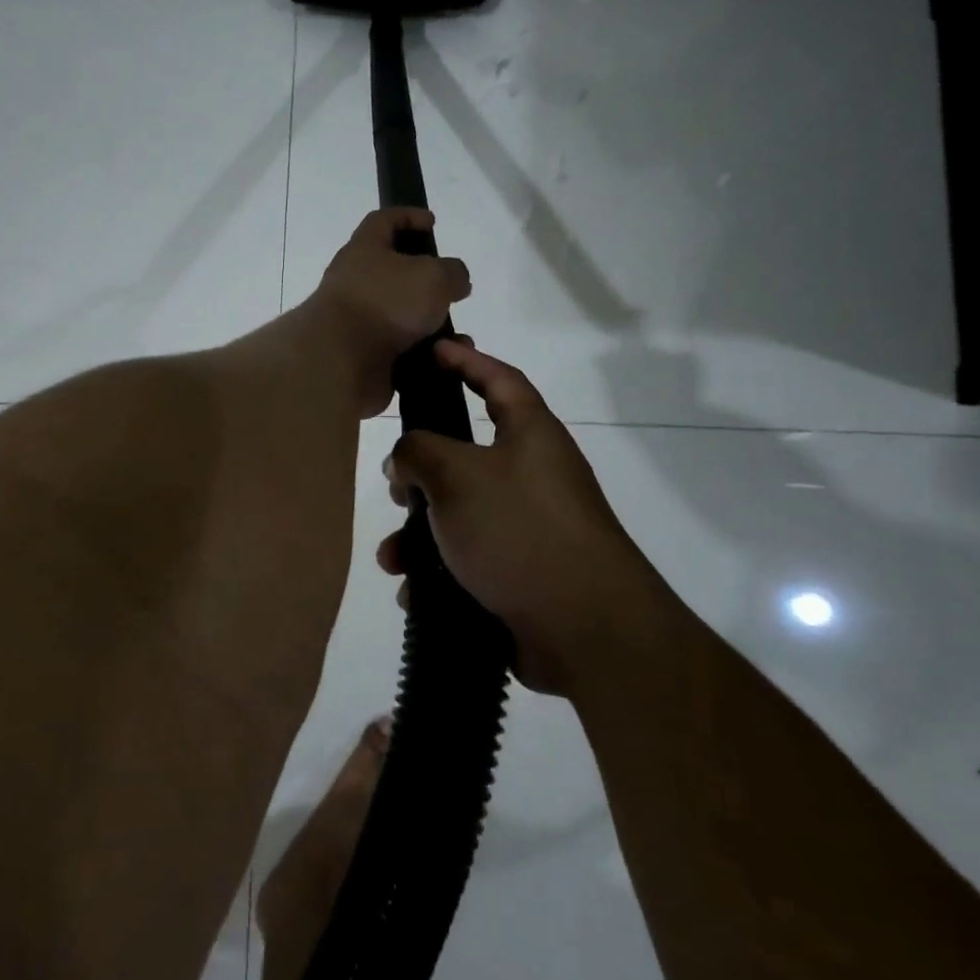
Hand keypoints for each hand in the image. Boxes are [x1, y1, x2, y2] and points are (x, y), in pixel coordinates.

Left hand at [310, 209, 471, 417]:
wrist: (341, 362)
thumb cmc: (386, 303)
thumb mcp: (434, 276)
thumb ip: (453, 272)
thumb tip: (455, 282)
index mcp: (364, 249)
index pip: (383, 220)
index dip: (408, 215)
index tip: (432, 222)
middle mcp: (355, 282)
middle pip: (393, 272)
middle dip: (425, 281)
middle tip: (450, 289)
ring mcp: (356, 321)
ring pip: (401, 317)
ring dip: (430, 325)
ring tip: (456, 337)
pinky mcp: (362, 355)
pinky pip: (400, 351)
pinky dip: (422, 355)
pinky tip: (441, 359)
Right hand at [379, 341, 673, 696]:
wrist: (585, 629)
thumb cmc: (520, 531)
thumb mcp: (457, 475)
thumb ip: (419, 450)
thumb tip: (405, 458)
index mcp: (531, 436)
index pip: (499, 380)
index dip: (466, 361)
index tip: (433, 350)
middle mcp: (533, 476)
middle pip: (467, 457)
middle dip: (423, 473)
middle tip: (395, 486)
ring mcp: (529, 528)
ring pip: (459, 517)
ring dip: (419, 536)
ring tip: (394, 560)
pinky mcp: (521, 575)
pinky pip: (468, 562)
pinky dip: (438, 574)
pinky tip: (415, 594)